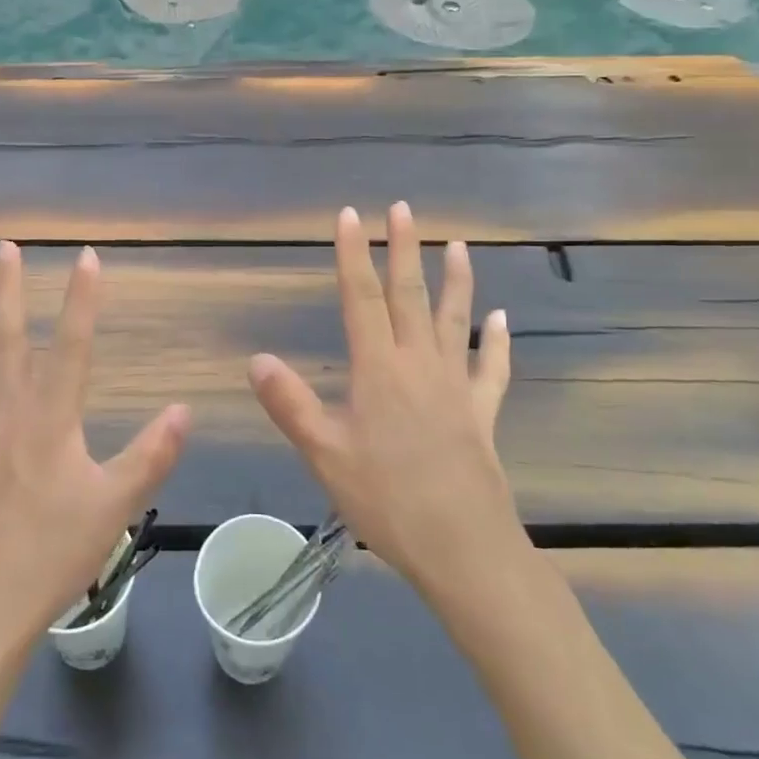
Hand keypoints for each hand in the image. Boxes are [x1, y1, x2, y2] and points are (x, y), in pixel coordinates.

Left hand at [0, 242, 188, 655]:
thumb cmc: (51, 556)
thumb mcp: (114, 508)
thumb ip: (150, 456)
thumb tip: (182, 409)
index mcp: (50, 420)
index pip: (71, 345)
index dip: (81, 298)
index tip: (87, 256)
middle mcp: (5, 412)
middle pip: (6, 338)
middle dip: (9, 288)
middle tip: (7, 246)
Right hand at [248, 204, 520, 599]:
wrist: (464, 549)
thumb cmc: (387, 500)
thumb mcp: (325, 455)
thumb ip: (290, 404)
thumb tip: (258, 359)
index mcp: (378, 369)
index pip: (360, 297)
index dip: (352, 254)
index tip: (349, 215)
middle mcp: (418, 364)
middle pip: (409, 295)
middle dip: (402, 249)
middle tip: (402, 209)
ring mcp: (455, 386)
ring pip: (454, 320)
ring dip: (455, 280)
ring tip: (458, 245)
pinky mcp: (481, 413)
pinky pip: (490, 369)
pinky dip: (496, 342)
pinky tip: (500, 320)